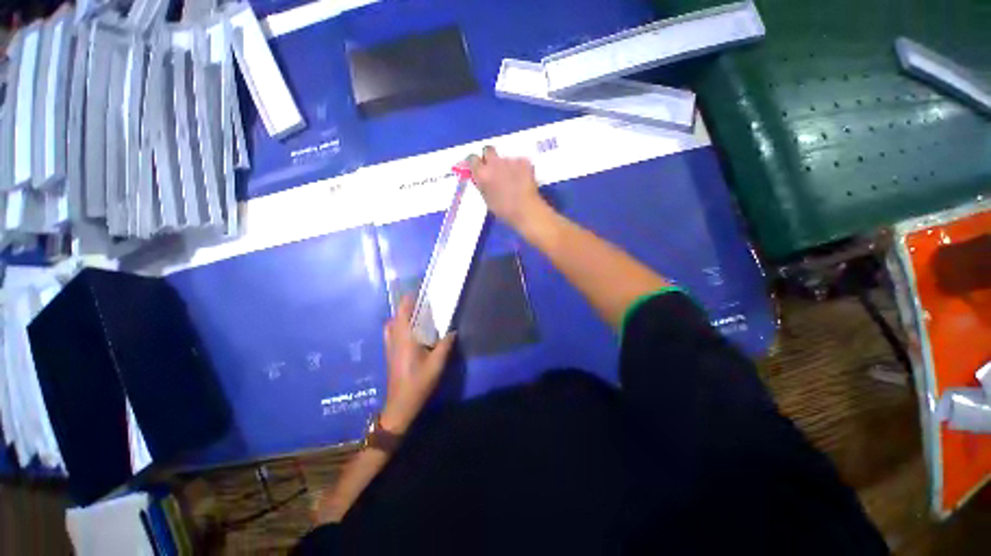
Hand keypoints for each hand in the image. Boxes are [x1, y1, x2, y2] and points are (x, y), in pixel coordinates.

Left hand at [380, 296, 455, 433]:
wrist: (400, 404)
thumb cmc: (419, 383)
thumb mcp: (437, 364)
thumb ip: (445, 345)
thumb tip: (452, 331)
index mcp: (405, 338)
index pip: (404, 312)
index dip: (409, 299)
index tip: (419, 290)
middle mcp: (394, 338)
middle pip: (396, 315)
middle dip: (407, 305)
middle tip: (422, 301)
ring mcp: (390, 346)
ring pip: (392, 324)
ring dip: (401, 315)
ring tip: (416, 313)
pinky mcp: (390, 353)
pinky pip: (391, 332)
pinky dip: (398, 325)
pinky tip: (410, 330)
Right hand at [468, 146, 548, 231]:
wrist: (526, 210)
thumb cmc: (504, 210)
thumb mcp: (487, 199)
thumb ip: (482, 185)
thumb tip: (481, 178)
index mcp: (482, 173)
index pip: (472, 158)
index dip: (475, 163)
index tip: (478, 167)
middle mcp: (494, 162)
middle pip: (488, 150)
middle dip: (489, 157)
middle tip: (494, 168)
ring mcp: (510, 160)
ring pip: (505, 158)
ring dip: (506, 165)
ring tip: (512, 179)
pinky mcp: (524, 161)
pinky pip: (519, 162)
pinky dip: (520, 168)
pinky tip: (523, 179)